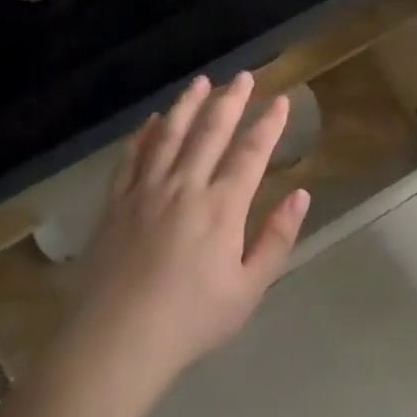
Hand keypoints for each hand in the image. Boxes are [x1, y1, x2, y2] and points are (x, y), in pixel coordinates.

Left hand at [63, 73, 310, 397]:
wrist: (117, 339)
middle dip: (230, 101)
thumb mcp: (249, 289)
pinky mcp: (115, 202)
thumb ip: (276, 238)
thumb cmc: (191, 320)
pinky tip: (152, 121)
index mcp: (222, 208)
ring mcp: (145, 190)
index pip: (250, 153)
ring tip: (201, 83)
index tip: (280, 100)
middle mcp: (185, 186)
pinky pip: (132, 156)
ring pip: (169, 134)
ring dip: (187, 105)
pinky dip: (144, 134)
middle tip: (243, 76)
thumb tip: (301, 195)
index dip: (268, 124)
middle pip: (210, 132)